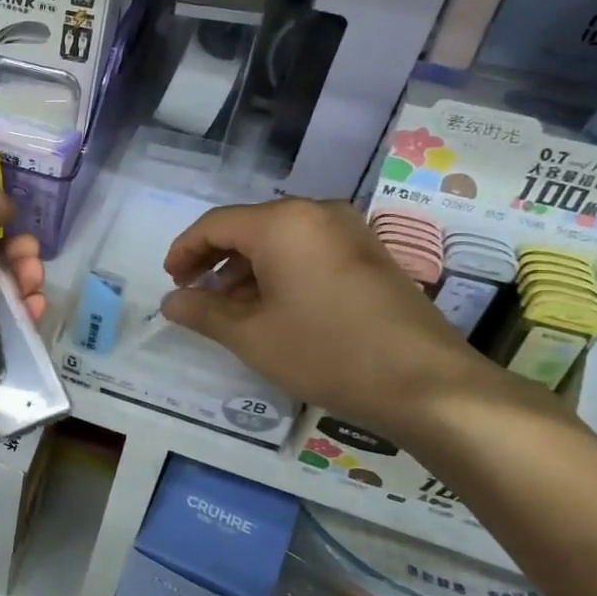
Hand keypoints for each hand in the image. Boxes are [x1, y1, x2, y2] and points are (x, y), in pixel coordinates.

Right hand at [160, 198, 501, 439]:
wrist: (425, 383)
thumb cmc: (326, 352)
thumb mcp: (251, 336)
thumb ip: (203, 311)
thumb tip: (171, 301)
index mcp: (283, 223)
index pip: (216, 224)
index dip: (185, 250)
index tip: (170, 281)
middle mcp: (317, 213)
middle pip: (249, 227)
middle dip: (215, 260)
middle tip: (195, 294)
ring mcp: (350, 231)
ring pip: (280, 240)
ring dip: (247, 269)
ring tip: (230, 308)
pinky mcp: (370, 254)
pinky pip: (309, 251)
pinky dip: (280, 272)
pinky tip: (274, 308)